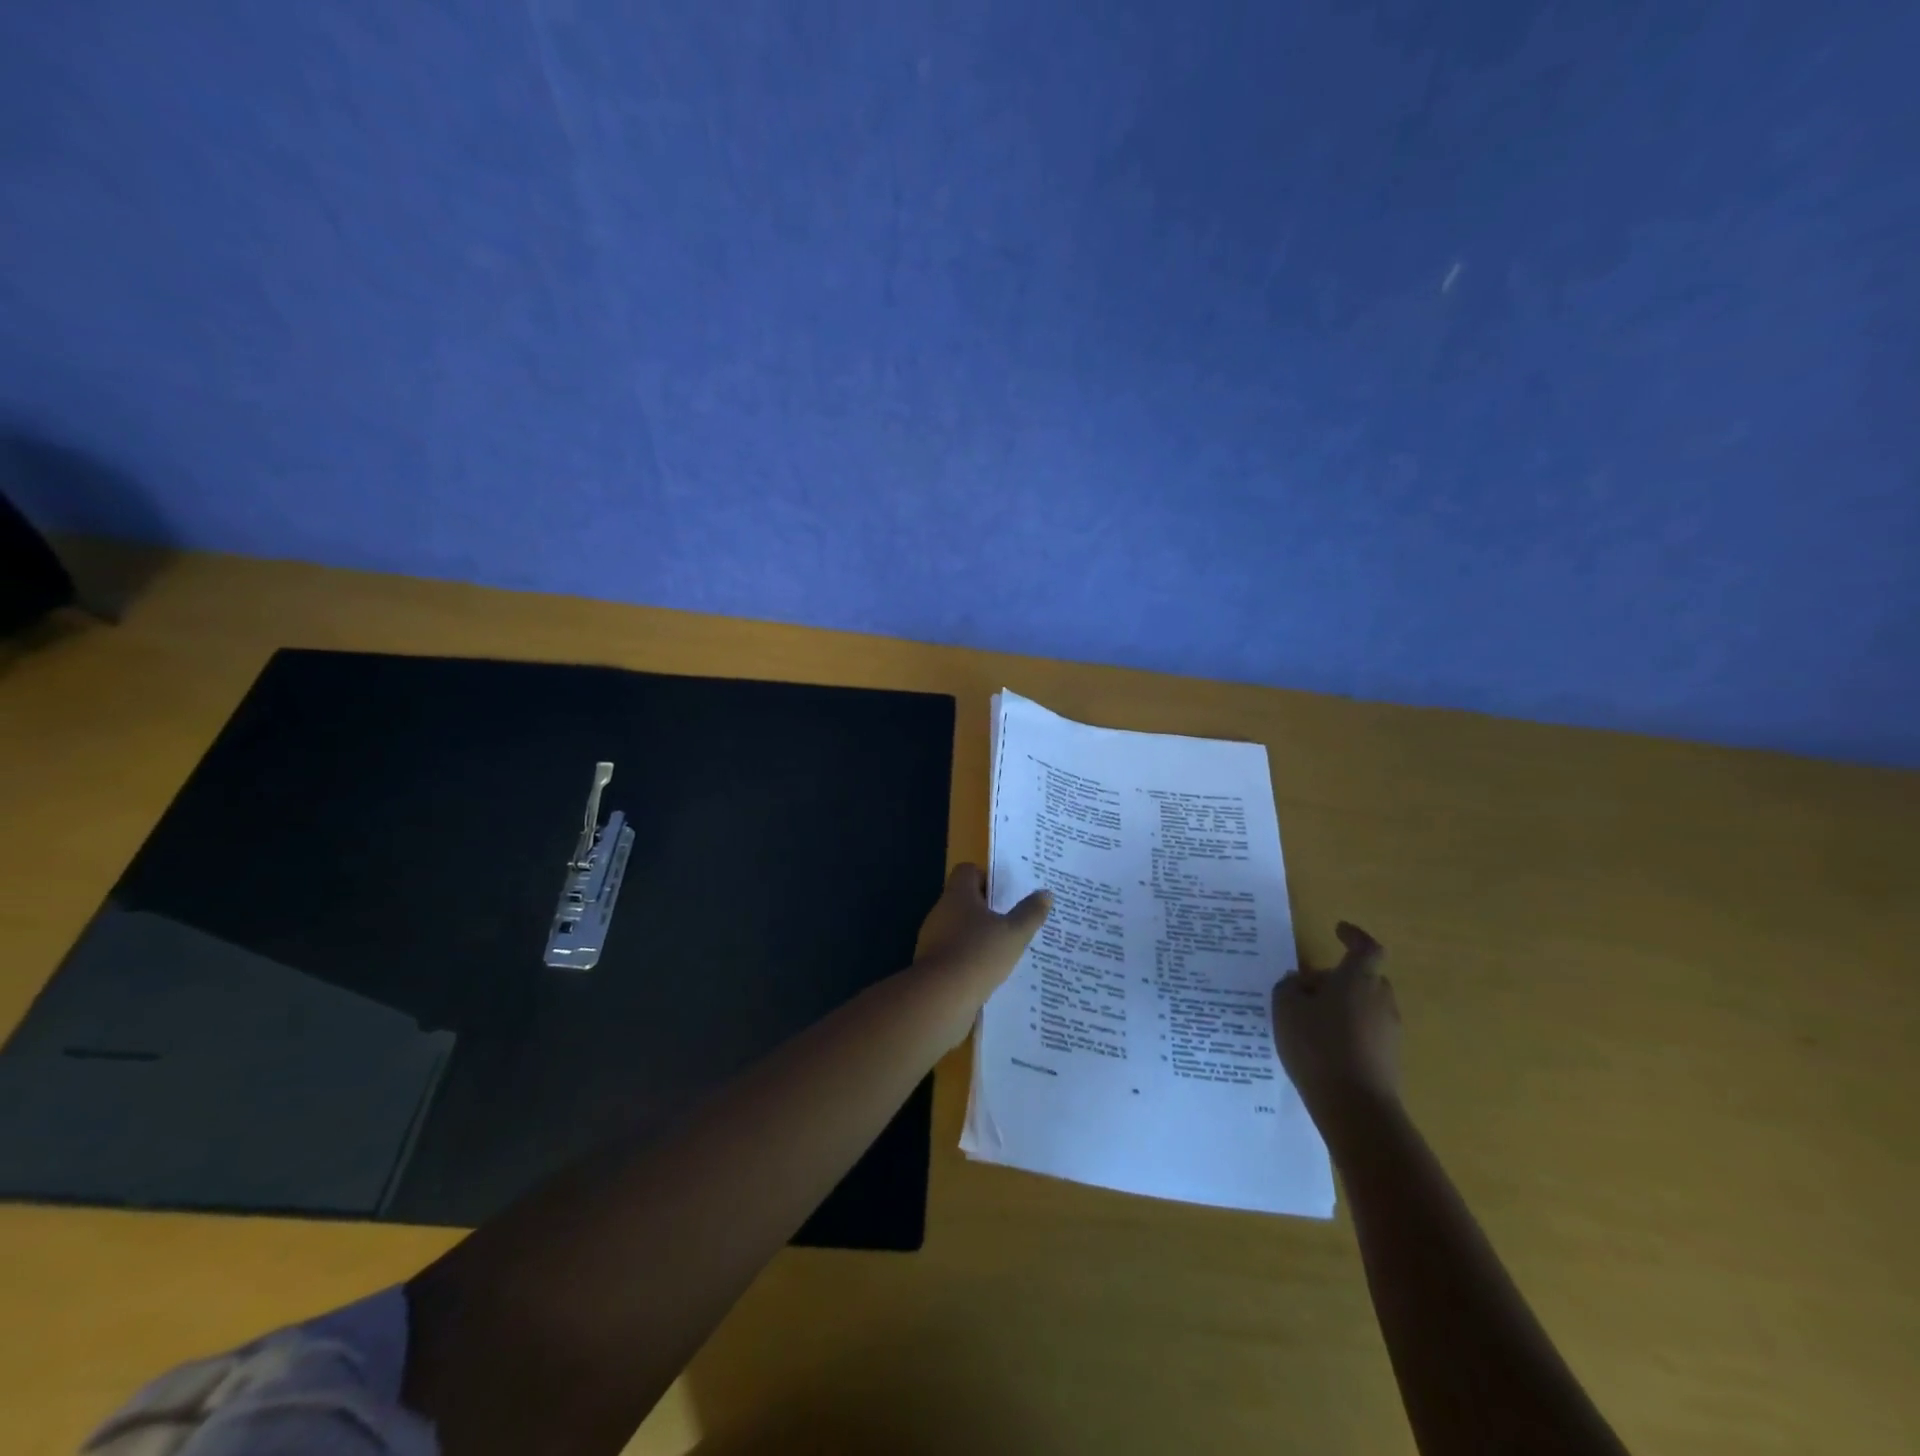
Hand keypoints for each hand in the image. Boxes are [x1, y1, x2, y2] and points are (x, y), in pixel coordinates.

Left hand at [913, 863, 1051, 992]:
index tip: (1006, 894)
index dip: (987, 878)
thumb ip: (1030, 913)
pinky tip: (989, 972)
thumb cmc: (979, 954)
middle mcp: (941, 911)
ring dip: (978, 936)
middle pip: (964, 900)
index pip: (967, 871)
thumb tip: (1045, 893)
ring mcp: (932, 938)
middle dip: (987, 910)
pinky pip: (954, 953)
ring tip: (1005, 950)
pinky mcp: (931, 964)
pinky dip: (969, 958)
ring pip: (959, 928)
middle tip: (1013, 921)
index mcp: (958, 895)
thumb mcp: (1014, 933)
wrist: (941, 997)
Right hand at [1271, 922, 1399, 1127]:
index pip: (1366, 948)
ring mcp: (1390, 1031)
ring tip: (1312, 1019)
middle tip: (1311, 986)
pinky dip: (1348, 1030)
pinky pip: (1367, 1031)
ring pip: (1366, 1005)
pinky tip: (1324, 1046)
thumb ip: (1291, 986)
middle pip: (1365, 978)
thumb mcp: (1286, 1007)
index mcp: (1358, 979)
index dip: (1354, 937)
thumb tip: (1302, 981)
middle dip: (1341, 977)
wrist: (1355, 1106)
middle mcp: (1381, 1000)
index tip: (1339, 930)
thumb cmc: (1318, 1045)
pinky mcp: (1389, 1058)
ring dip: (1344, 1005)